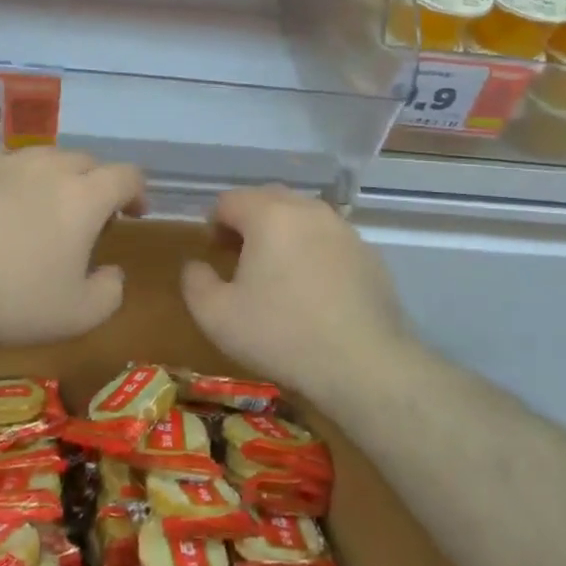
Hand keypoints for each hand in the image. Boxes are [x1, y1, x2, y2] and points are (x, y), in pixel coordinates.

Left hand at [0, 146, 144, 345]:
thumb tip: (113, 273)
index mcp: (85, 197)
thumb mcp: (77, 315)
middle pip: (87, 162)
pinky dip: (13, 176)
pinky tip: (0, 200)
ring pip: (45, 156)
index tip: (133, 214)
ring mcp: (7, 162)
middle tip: (86, 219)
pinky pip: (4, 161)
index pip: (127, 176)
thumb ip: (110, 292)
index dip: (136, 192)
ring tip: (42, 206)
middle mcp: (50, 168)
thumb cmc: (12, 300)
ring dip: (56, 177)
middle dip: (96, 185)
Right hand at [182, 185, 410, 396]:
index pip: (230, 200)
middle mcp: (308, 210)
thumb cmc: (281, 335)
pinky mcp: (369, 255)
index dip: (215, 224)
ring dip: (283, 235)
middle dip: (249, 223)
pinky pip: (330, 241)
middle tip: (241, 261)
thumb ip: (195, 281)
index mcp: (269, 215)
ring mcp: (344, 230)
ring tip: (278, 274)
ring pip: (302, 218)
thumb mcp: (216, 316)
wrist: (364, 365)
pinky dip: (314, 253)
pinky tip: (314, 292)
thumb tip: (196, 265)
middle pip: (268, 200)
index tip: (215, 255)